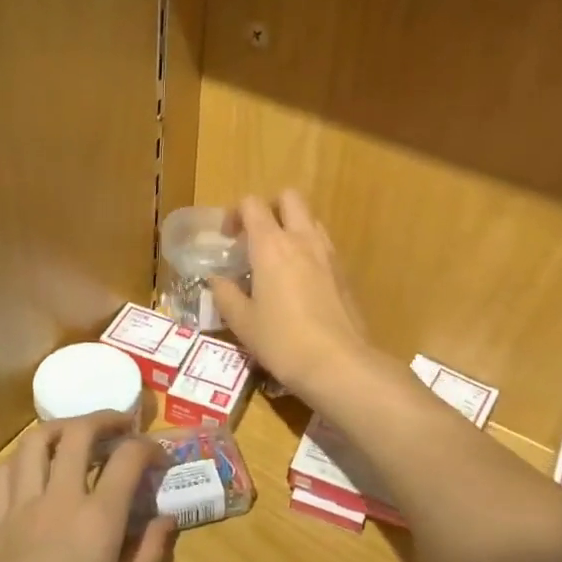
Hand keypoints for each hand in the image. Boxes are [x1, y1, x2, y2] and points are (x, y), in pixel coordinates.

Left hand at [0, 414, 173, 561]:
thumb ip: (149, 553)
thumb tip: (166, 519)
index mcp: (98, 519)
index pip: (127, 458)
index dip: (148, 448)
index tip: (159, 457)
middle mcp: (59, 499)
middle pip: (78, 433)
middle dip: (104, 419)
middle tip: (121, 426)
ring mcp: (21, 506)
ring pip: (35, 441)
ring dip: (61, 428)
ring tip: (78, 436)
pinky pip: (6, 472)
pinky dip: (25, 459)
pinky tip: (38, 470)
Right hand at [210, 191, 372, 396]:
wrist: (338, 363)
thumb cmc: (282, 341)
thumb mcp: (242, 322)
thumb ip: (225, 294)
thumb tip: (217, 280)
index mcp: (271, 245)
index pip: (252, 205)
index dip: (236, 213)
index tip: (227, 238)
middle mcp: (302, 239)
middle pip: (289, 198)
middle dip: (270, 208)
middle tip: (255, 237)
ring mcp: (328, 254)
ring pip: (310, 219)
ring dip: (292, 227)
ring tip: (278, 259)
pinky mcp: (344, 272)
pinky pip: (323, 245)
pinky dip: (308, 249)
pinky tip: (300, 281)